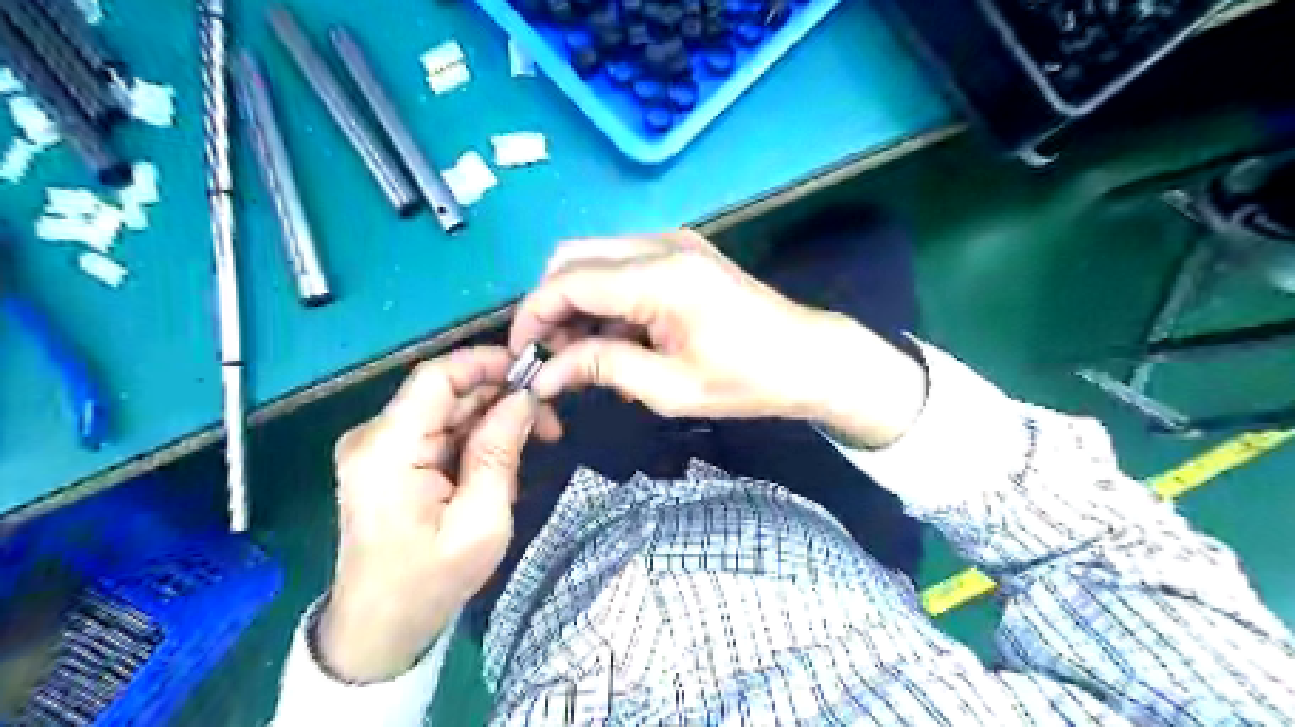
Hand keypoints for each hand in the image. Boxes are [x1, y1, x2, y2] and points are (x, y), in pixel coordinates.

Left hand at [319, 346, 562, 681]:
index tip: (534, 374)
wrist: (379, 628)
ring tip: (534, 443)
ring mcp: (378, 447)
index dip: (486, 363)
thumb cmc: (431, 582)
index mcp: (388, 450)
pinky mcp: (387, 458)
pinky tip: (501, 459)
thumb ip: (499, 453)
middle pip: (445, 391)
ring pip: (447, 408)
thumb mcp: (480, 522)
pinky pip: (439, 429)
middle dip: (501, 397)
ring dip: (493, 417)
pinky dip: (475, 435)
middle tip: (549, 422)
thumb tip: (523, 398)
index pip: (436, 377)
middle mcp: (374, 437)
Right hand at [511, 234, 924, 447]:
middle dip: (551, 305)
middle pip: (573, 258)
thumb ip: (602, 369)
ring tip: (586, 356)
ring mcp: (673, 243)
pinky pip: (622, 266)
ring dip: (577, 303)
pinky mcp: (682, 253)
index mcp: (660, 277)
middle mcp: (660, 244)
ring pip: (595, 259)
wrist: (809, 358)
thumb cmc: (747, 381)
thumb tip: (546, 373)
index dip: (533, 317)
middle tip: (554, 356)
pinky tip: (618, 340)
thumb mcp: (669, 389)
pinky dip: (606, 300)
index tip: (522, 356)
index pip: (568, 282)